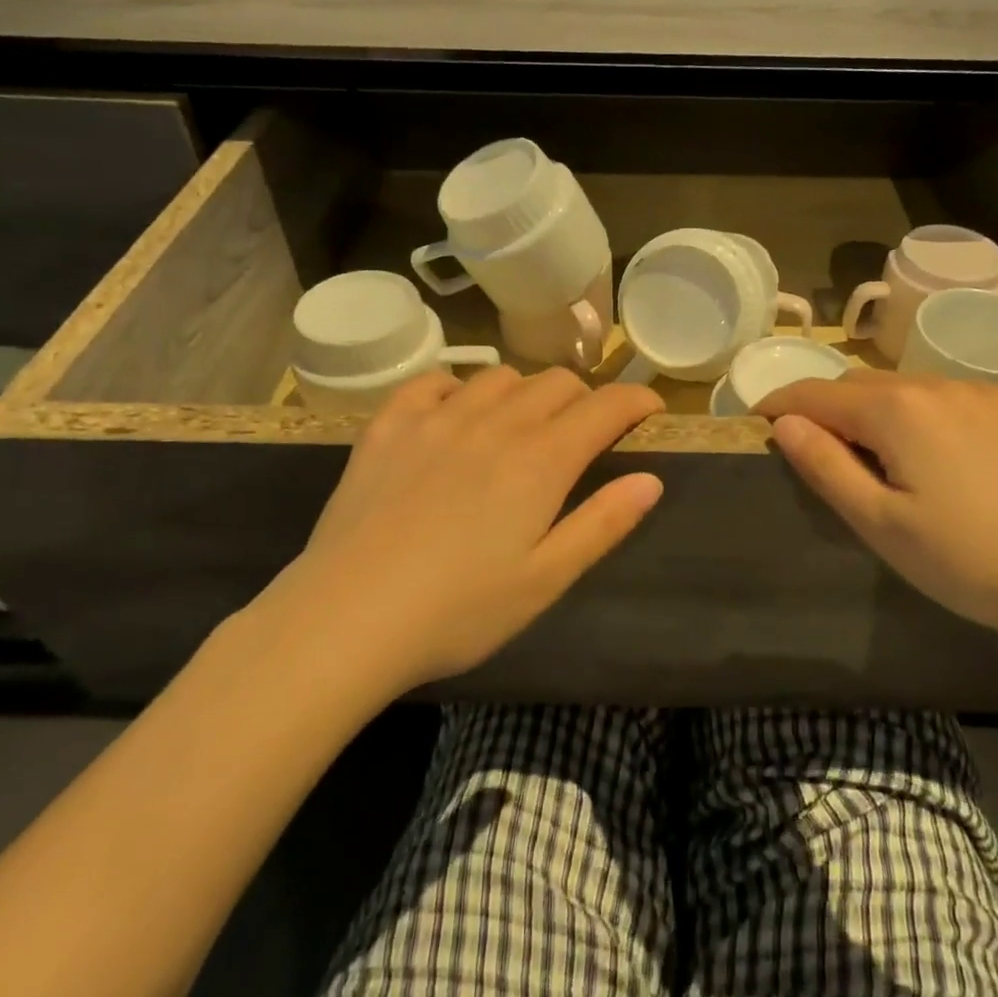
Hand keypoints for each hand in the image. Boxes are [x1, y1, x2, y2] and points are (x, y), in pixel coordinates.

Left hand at [260, 367, 664, 693]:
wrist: (346, 619)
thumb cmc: (458, 611)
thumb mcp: (546, 579)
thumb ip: (603, 524)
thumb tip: (650, 480)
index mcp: (541, 461)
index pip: (605, 407)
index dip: (636, 401)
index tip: (649, 410)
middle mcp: (495, 424)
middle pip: (556, 383)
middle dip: (585, 399)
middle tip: (584, 434)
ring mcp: (437, 419)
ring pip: (500, 377)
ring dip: (525, 393)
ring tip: (522, 426)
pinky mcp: (389, 426)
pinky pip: (434, 381)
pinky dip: (459, 388)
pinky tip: (456, 415)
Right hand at [758, 370, 997, 667]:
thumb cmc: (972, 560)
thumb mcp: (881, 524)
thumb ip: (825, 466)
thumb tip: (784, 423)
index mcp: (896, 409)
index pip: (817, 393)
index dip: (781, 404)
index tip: (759, 422)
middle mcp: (939, 386)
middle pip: (863, 386)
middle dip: (831, 410)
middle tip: (821, 454)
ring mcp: (989, 397)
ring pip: (912, 392)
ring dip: (881, 414)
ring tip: (885, 462)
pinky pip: (956, 404)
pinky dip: (929, 420)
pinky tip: (950, 464)